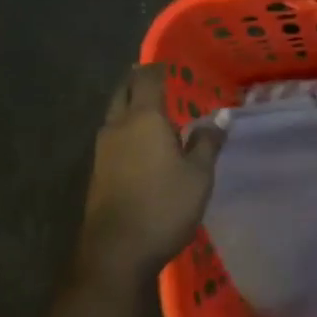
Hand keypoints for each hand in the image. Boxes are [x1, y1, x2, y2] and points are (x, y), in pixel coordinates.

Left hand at [82, 64, 223, 275]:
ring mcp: (103, 150)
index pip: (148, 79)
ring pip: (115, 114)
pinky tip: (141, 143)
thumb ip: (207, 142)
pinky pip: (113, 137)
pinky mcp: (98, 171)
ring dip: (130, 106)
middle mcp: (118, 126)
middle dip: (138, 81)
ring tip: (153, 110)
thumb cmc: (164, 206)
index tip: (169, 64)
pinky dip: (126, 129)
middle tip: (157, 79)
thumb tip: (219, 117)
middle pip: (124, 92)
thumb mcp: (198, 175)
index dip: (158, 68)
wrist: (116, 251)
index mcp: (144, 119)